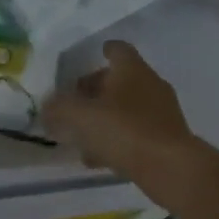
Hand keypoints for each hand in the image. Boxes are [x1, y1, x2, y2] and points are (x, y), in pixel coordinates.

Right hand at [43, 40, 199, 180]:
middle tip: (74, 104)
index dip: (103, 51)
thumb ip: (59, 109)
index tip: (92, 57)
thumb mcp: (81, 117)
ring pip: (126, 109)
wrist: (170, 168)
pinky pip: (135, 132)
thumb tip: (48, 107)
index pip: (118, 50)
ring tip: (81, 137)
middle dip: (96, 91)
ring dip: (104, 118)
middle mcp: (150, 85)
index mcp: (131, 70)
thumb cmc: (124, 131)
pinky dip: (116, 140)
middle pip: (119, 81)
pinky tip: (99, 159)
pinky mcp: (166, 138)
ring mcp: (161, 112)